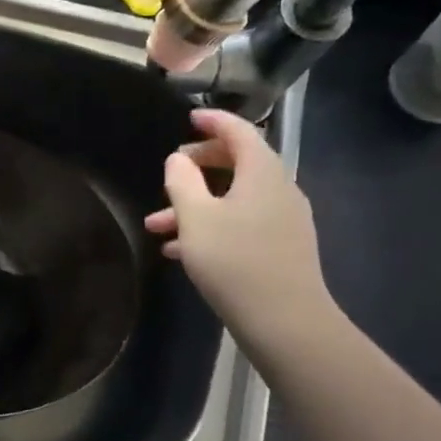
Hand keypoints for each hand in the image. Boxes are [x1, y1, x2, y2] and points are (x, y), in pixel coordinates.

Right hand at [143, 108, 333, 347]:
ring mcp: (283, 220)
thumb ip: (182, 183)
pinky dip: (212, 225)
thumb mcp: (196, 219)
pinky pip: (241, 222)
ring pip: (234, 198)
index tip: (188, 118)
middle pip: (238, 163)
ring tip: (156, 225)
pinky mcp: (280, 247)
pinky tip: (180, 250)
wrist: (285, 321)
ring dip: (196, 204)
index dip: (214, 121)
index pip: (240, 132)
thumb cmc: (234, 262)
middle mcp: (278, 190)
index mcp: (262, 174)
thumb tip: (178, 160)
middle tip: (170, 171)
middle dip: (198, 166)